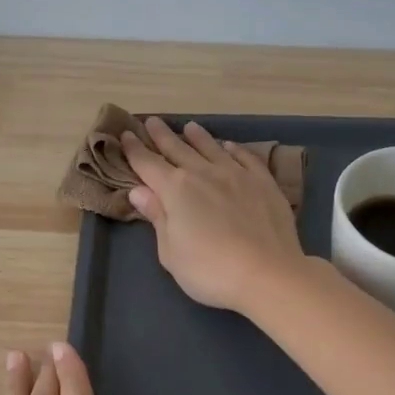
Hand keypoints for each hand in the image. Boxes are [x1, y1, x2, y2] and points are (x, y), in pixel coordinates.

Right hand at [121, 117, 308, 314]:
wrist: (268, 274)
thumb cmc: (210, 270)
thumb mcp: (170, 252)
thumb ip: (157, 217)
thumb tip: (139, 190)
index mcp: (176, 189)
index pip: (148, 164)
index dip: (135, 150)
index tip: (126, 134)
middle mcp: (204, 174)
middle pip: (178, 149)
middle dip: (162, 135)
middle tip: (152, 121)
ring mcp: (236, 175)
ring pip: (211, 148)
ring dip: (198, 136)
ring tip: (189, 127)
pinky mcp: (264, 183)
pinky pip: (246, 158)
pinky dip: (235, 149)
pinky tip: (230, 146)